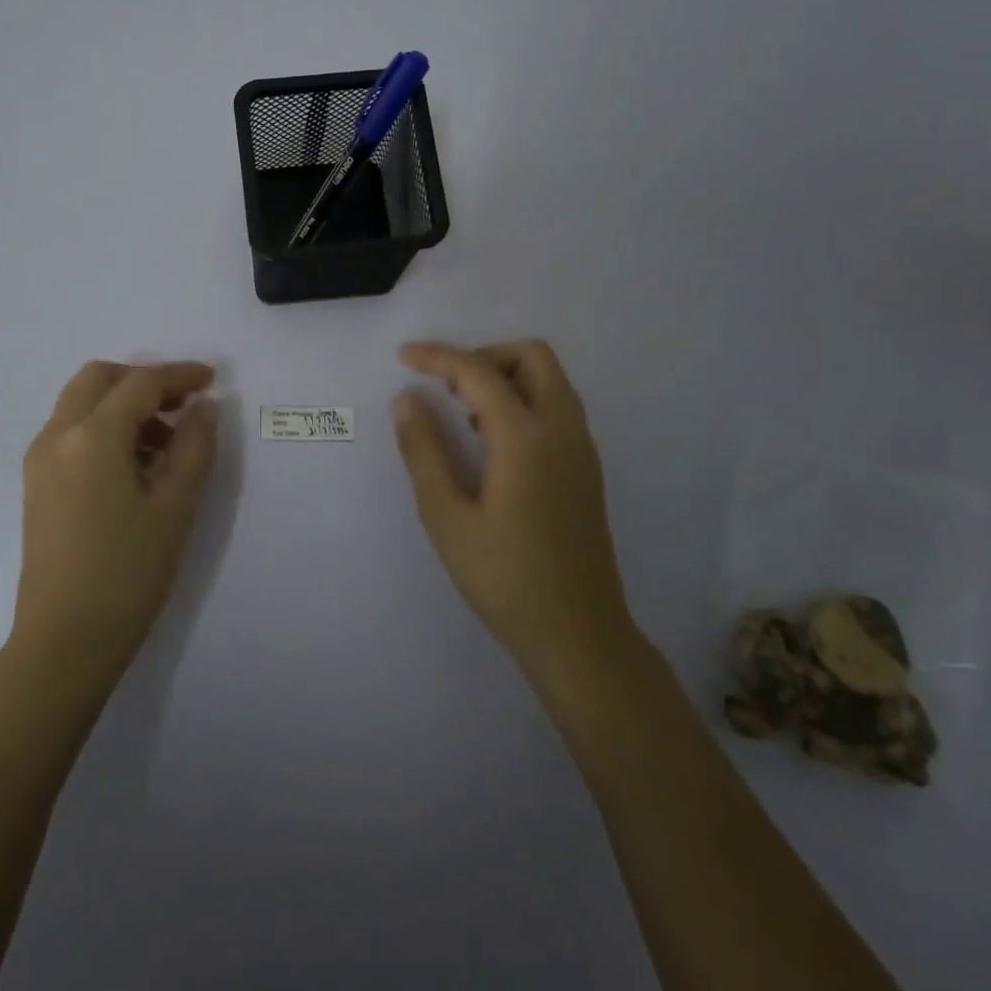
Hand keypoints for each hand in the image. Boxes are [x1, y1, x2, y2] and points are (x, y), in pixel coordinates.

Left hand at [14, 361, 219, 679]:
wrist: (64, 641)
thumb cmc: (128, 572)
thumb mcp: (176, 507)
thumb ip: (195, 446)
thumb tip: (203, 407)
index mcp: (92, 436)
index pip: (141, 383)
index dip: (180, 375)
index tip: (212, 379)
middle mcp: (57, 435)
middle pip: (99, 379)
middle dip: (143, 380)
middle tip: (182, 404)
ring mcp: (40, 459)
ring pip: (81, 403)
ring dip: (123, 403)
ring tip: (165, 442)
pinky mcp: (36, 483)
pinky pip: (71, 431)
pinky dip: (103, 426)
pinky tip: (134, 464)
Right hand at [392, 340, 639, 691]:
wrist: (578, 634)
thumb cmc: (504, 578)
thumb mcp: (447, 517)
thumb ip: (424, 451)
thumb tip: (407, 399)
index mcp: (526, 438)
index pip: (479, 372)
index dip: (438, 356)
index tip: (404, 356)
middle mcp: (563, 430)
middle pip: (533, 356)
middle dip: (484, 355)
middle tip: (446, 385)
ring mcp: (582, 448)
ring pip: (550, 380)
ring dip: (506, 376)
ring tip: (465, 413)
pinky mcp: (587, 468)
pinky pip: (557, 406)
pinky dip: (524, 399)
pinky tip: (493, 441)